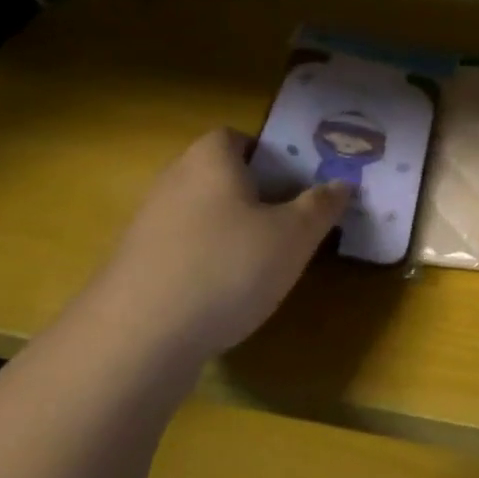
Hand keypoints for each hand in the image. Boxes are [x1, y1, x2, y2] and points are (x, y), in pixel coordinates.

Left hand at [75, 129, 347, 362]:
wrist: (136, 339)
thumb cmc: (227, 267)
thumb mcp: (294, 235)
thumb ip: (322, 205)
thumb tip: (342, 183)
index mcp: (210, 160)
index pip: (238, 138)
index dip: (271, 155)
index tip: (299, 183)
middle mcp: (174, 181)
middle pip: (221, 175)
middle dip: (258, 194)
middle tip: (293, 220)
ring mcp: (148, 225)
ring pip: (204, 214)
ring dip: (233, 230)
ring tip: (267, 260)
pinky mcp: (136, 266)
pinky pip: (185, 248)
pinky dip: (208, 260)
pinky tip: (228, 292)